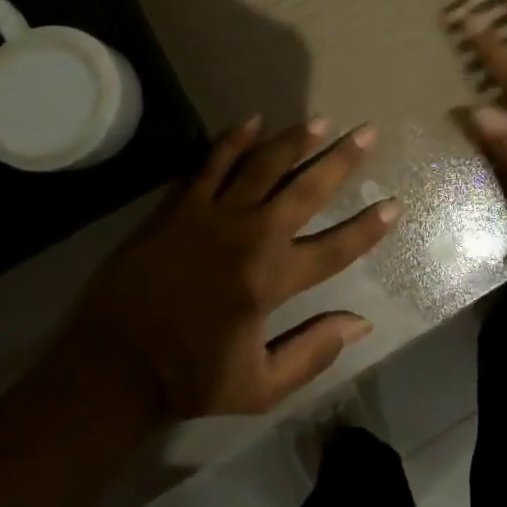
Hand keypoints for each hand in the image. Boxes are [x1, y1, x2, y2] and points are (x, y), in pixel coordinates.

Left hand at [54, 116, 396, 421]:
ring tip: (320, 120)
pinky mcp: (181, 205)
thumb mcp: (260, 387)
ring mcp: (214, 214)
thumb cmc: (189, 377)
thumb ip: (313, 352)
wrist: (113, 363)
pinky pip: (212, 162)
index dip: (368, 227)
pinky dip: (233, 140)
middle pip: (306, 189)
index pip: (335, 247)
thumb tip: (361, 323)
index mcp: (272, 279)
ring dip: (295, 140)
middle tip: (367, 132)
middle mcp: (251, 236)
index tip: (393, 204)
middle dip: (341, 160)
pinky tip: (252, 120)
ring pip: (263, 165)